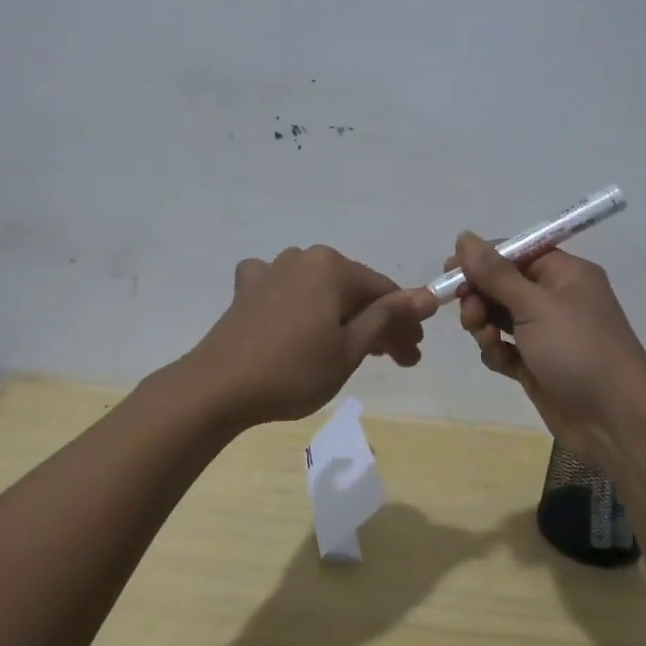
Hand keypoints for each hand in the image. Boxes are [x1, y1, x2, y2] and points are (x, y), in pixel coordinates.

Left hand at [181, 246, 436, 427]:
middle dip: (378, 324)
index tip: (414, 354)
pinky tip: (296, 318)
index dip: (405, 322)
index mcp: (332, 266)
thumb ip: (388, 317)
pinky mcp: (247, 290)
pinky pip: (283, 288)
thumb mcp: (350, 348)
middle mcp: (303, 258)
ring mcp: (271, 270)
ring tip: (354, 350)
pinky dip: (297, 303)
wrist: (218, 387)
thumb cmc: (293, 371)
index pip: (384, 292)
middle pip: (353, 290)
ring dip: (342, 317)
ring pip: (321, 291)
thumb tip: (428, 295)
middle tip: (397, 360)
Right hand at [448, 233, 645, 472]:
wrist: (614, 421)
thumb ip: (495, 273)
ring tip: (486, 340)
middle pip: (503, 284)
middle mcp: (556, 298)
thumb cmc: (578, 350)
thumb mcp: (534, 306)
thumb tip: (464, 236)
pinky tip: (501, 362)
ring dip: (485, 325)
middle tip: (470, 315)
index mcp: (565, 274)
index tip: (450, 270)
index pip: (516, 251)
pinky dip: (497, 352)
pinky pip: (506, 347)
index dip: (482, 258)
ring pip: (500, 317)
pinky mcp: (538, 364)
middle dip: (480, 296)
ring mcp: (547, 333)